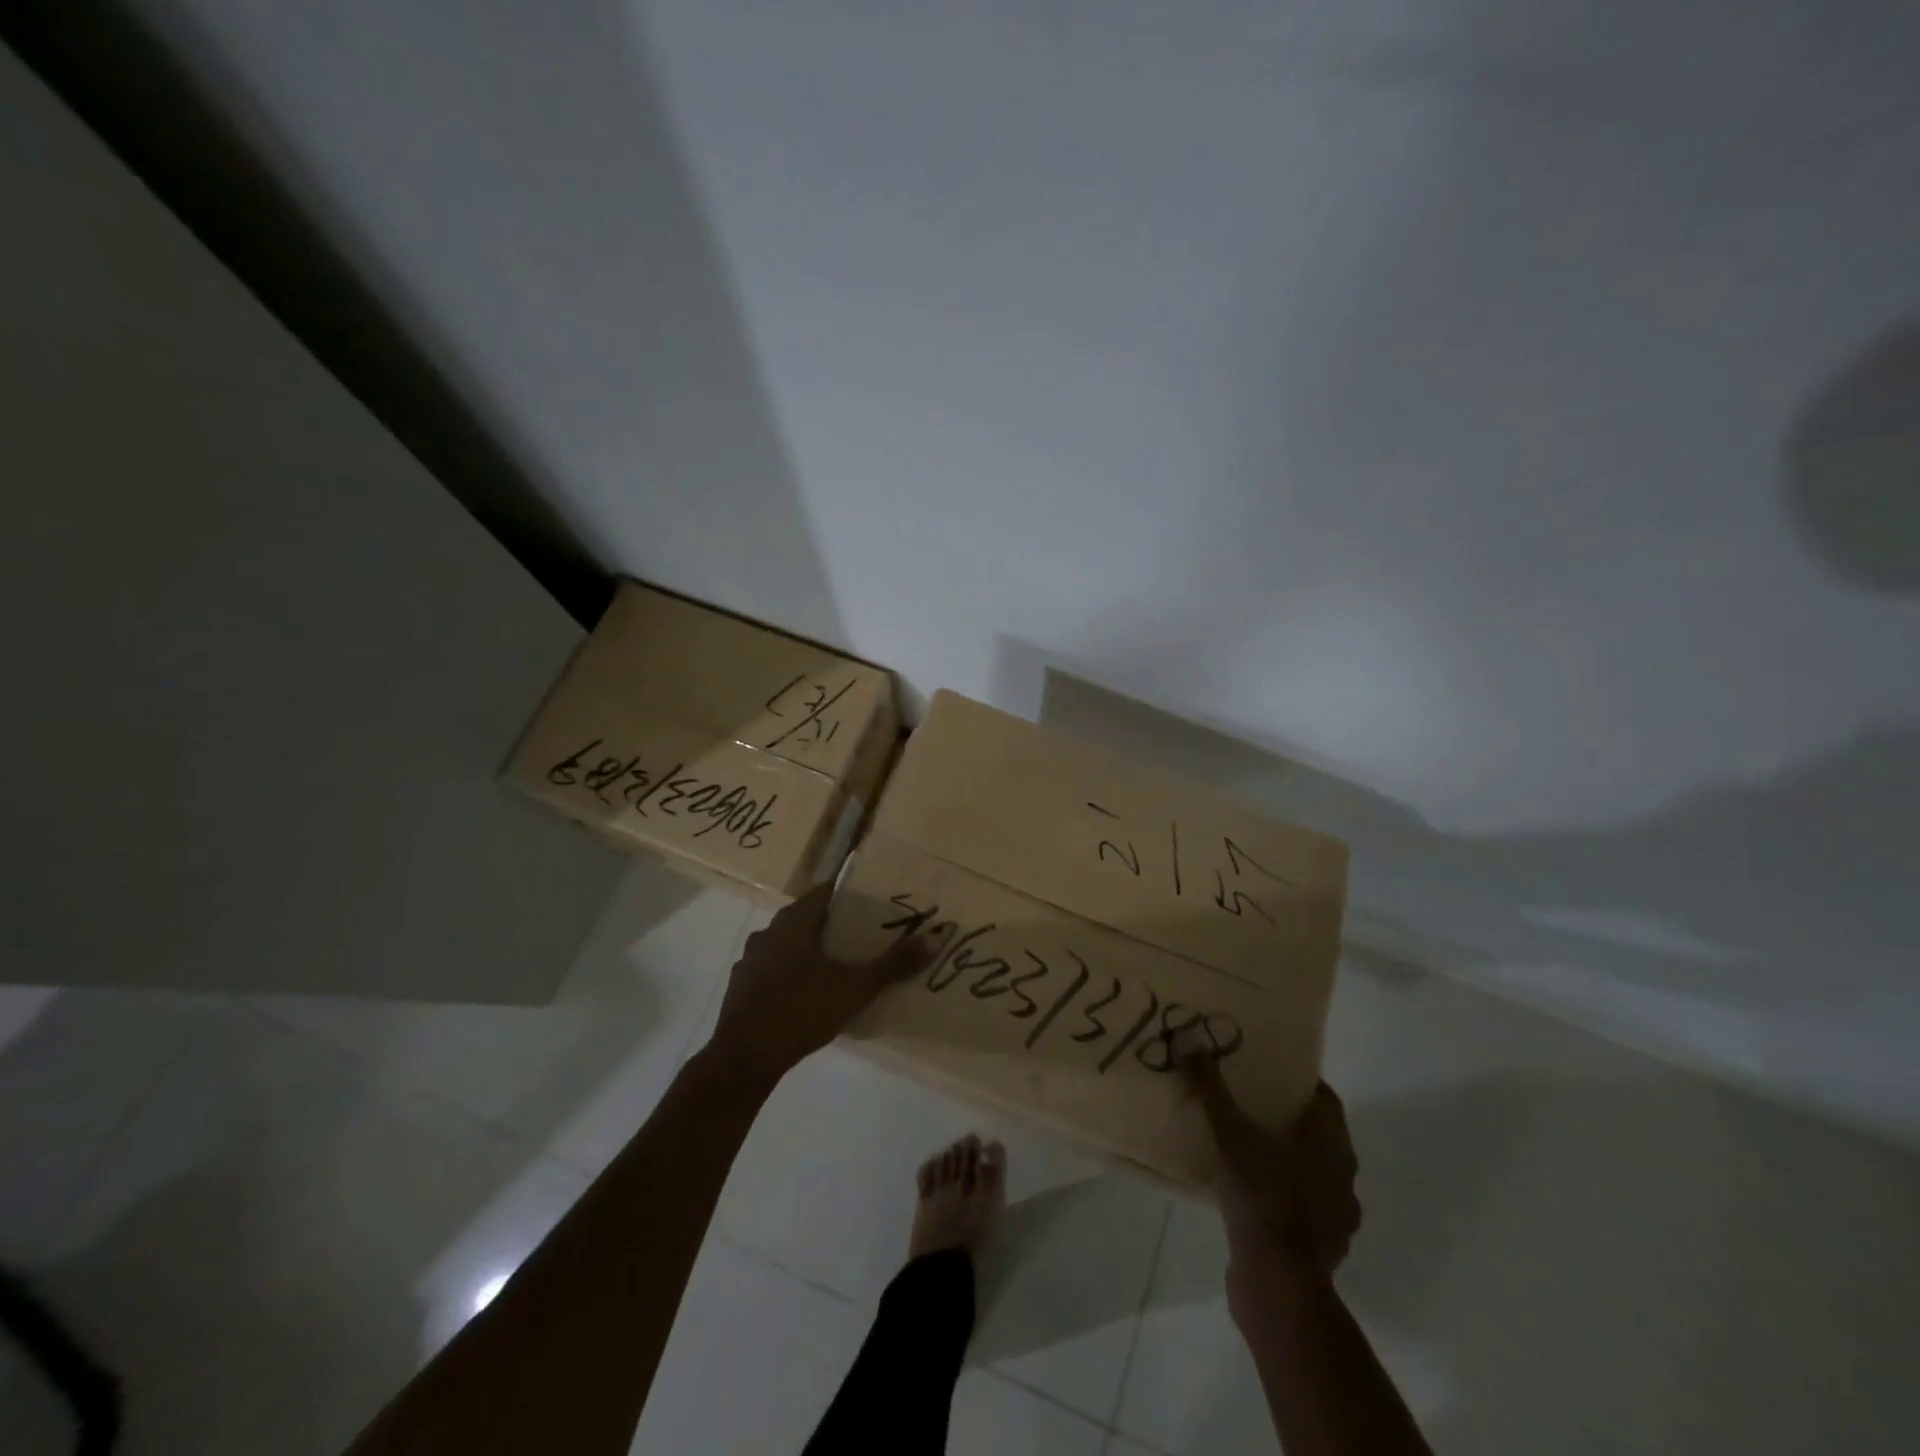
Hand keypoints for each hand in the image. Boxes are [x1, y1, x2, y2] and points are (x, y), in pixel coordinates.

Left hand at [705, 884, 947, 1086]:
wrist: (744, 1058)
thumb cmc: (802, 1011)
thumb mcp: (856, 987)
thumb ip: (895, 964)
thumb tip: (937, 937)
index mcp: (795, 922)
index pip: (824, 892)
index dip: (848, 894)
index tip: (872, 903)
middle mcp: (768, 932)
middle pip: (806, 917)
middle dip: (832, 924)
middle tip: (863, 936)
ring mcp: (750, 960)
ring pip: (787, 943)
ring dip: (809, 949)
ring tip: (838, 965)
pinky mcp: (741, 987)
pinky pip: (772, 969)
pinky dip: (790, 973)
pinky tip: (806, 994)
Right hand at [1181, 1051, 1360, 1279]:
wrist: (1278, 1284)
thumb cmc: (1262, 1196)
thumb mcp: (1229, 1134)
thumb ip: (1209, 1087)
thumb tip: (1186, 1037)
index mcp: (1332, 1144)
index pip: (1324, 1100)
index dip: (1298, 1083)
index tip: (1268, 1072)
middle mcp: (1343, 1177)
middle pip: (1317, 1136)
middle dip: (1286, 1119)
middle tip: (1247, 1104)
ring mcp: (1335, 1217)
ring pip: (1311, 1175)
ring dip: (1284, 1162)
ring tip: (1243, 1150)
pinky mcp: (1320, 1250)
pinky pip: (1300, 1210)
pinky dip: (1280, 1198)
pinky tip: (1248, 1197)